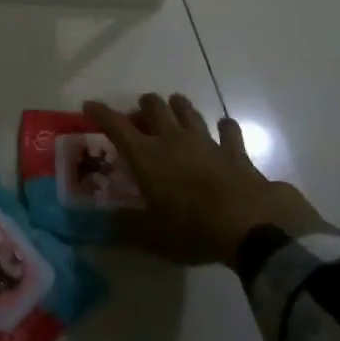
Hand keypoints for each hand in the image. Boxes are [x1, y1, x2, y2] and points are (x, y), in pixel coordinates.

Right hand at [83, 94, 324, 265]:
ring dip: (179, 107)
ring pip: (188, 111)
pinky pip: (229, 131)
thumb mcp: (152, 236)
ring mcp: (206, 142)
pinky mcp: (235, 152)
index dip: (101, 113)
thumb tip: (103, 225)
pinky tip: (224, 127)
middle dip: (144, 105)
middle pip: (154, 107)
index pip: (116, 126)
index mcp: (146, 156)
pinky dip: (225, 128)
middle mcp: (173, 140)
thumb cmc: (192, 229)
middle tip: (140, 113)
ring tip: (174, 106)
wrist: (249, 227)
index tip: (89, 105)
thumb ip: (126, 227)